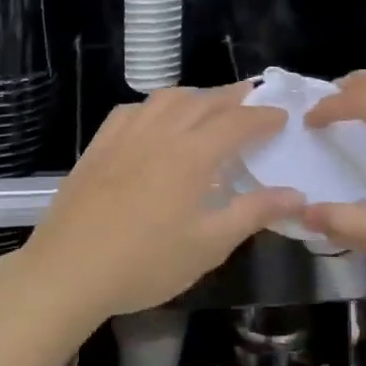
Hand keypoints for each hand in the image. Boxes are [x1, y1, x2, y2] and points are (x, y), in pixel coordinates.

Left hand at [16, 83, 302, 325]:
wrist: (68, 270)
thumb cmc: (145, 263)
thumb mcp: (208, 245)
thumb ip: (253, 213)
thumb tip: (297, 194)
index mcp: (191, 155)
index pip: (236, 122)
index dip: (262, 117)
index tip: (281, 116)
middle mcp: (159, 133)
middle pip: (202, 102)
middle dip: (232, 97)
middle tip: (252, 97)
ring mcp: (124, 136)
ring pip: (165, 99)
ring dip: (194, 95)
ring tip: (208, 104)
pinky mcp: (98, 146)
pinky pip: (131, 110)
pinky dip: (154, 106)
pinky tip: (154, 119)